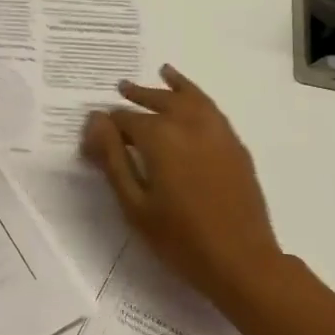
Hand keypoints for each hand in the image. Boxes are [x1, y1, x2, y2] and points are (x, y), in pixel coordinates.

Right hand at [80, 66, 283, 307]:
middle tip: (121, 88)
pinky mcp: (234, 144)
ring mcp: (217, 132)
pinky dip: (198, 95)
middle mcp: (189, 124)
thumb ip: (113, 159)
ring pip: (190, 98)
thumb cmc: (179, 239)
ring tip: (160, 73)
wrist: (241, 261)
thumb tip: (95, 121)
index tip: (94, 137)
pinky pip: (212, 108)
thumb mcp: (134, 204)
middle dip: (137, 96)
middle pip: (159, 100)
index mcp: (161, 138)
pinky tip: (192, 98)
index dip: (106, 127)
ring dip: (170, 87)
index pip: (125, 121)